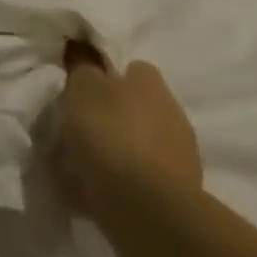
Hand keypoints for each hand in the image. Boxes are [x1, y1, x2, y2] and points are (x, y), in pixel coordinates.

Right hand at [48, 46, 201, 219]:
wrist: (144, 204)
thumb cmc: (109, 133)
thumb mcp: (82, 88)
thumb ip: (82, 68)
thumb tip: (83, 52)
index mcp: (150, 83)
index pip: (132, 67)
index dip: (106, 74)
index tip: (80, 87)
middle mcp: (171, 112)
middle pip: (136, 105)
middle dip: (110, 112)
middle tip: (76, 124)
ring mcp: (179, 153)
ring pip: (138, 139)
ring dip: (115, 145)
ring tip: (81, 159)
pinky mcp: (177, 189)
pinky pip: (139, 173)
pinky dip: (120, 176)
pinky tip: (95, 185)